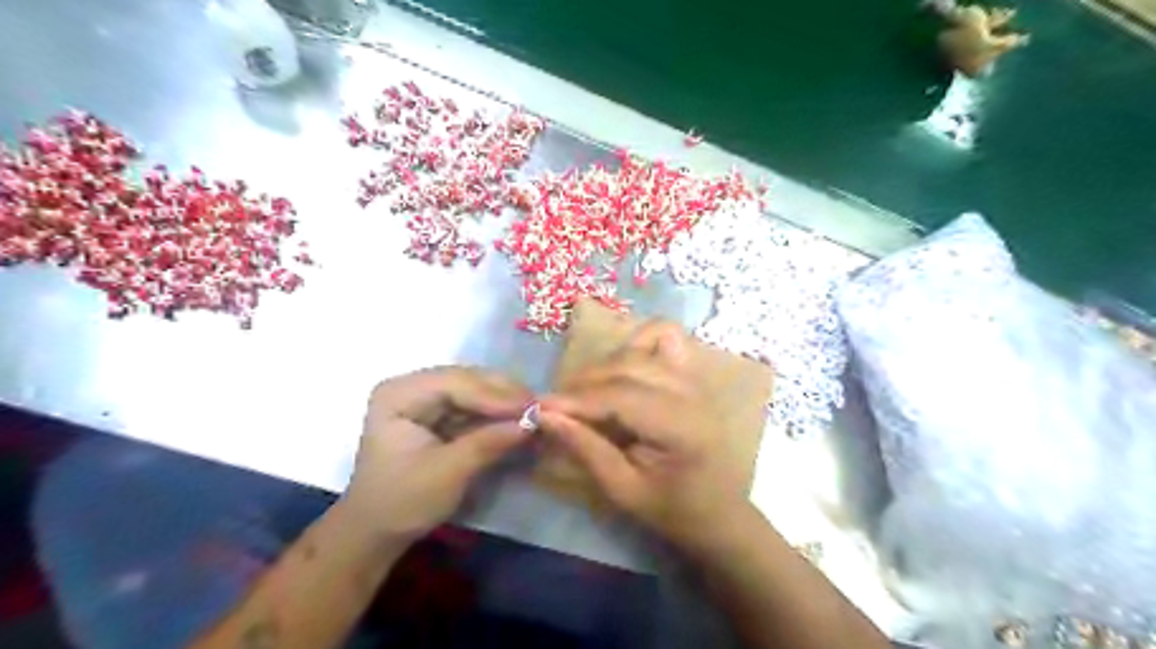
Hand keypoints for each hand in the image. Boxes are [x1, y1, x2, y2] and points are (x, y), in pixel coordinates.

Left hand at [341, 367, 534, 544]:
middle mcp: (411, 385)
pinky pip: (473, 404)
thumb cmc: (402, 503)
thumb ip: (488, 443)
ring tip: (536, 410)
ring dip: (505, 401)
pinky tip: (519, 417)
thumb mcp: (447, 474)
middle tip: (541, 406)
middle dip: (504, 394)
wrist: (376, 531)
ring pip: (474, 389)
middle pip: (467, 380)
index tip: (532, 407)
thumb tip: (532, 422)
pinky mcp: (436, 412)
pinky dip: (496, 412)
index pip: (455, 383)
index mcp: (399, 394)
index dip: (496, 395)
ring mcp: (423, 397)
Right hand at [539, 319, 755, 552]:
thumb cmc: (673, 510)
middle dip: (584, 383)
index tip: (538, 408)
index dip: (576, 400)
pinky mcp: (691, 374)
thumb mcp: (624, 491)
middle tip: (556, 407)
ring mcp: (694, 378)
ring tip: (584, 392)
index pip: (620, 396)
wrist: (719, 511)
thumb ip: (586, 449)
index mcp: (680, 425)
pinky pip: (665, 337)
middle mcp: (691, 392)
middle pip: (627, 367)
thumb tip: (545, 416)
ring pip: (640, 348)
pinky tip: (622, 366)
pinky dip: (638, 343)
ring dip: (605, 366)